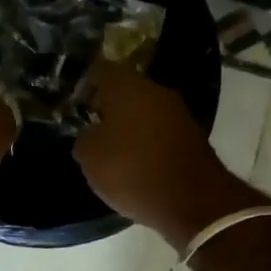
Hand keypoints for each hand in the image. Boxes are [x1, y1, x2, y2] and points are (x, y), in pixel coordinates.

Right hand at [73, 60, 260, 248]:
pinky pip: (163, 131)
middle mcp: (155, 90)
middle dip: (111, 107)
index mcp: (126, 86)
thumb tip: (92, 134)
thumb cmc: (132, 171)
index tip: (77, 105)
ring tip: (116, 149)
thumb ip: (85, 138)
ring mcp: (179, 112)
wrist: (193, 200)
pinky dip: (150, 142)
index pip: (100, 71)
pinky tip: (140, 162)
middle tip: (94, 128)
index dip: (86, 86)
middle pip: (127, 90)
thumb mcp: (90, 158)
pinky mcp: (194, 135)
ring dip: (132, 125)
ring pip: (147, 110)